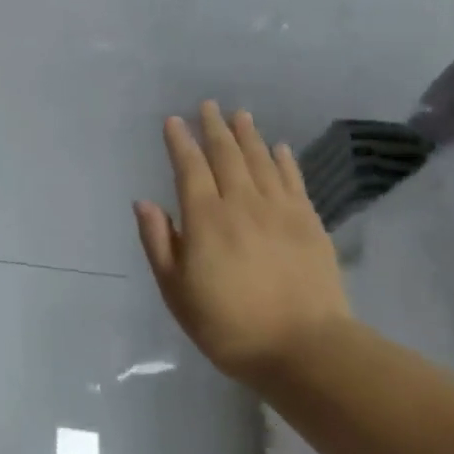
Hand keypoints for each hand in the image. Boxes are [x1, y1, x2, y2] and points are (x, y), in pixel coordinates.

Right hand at [134, 102, 350, 382]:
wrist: (305, 349)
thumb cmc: (228, 325)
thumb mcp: (176, 291)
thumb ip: (158, 242)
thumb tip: (143, 202)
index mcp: (205, 219)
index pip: (189, 168)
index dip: (179, 142)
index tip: (173, 121)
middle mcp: (242, 204)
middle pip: (226, 155)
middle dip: (214, 128)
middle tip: (208, 105)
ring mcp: (280, 211)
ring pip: (261, 161)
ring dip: (248, 135)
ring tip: (240, 115)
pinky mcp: (310, 223)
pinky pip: (293, 181)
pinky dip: (284, 160)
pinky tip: (279, 147)